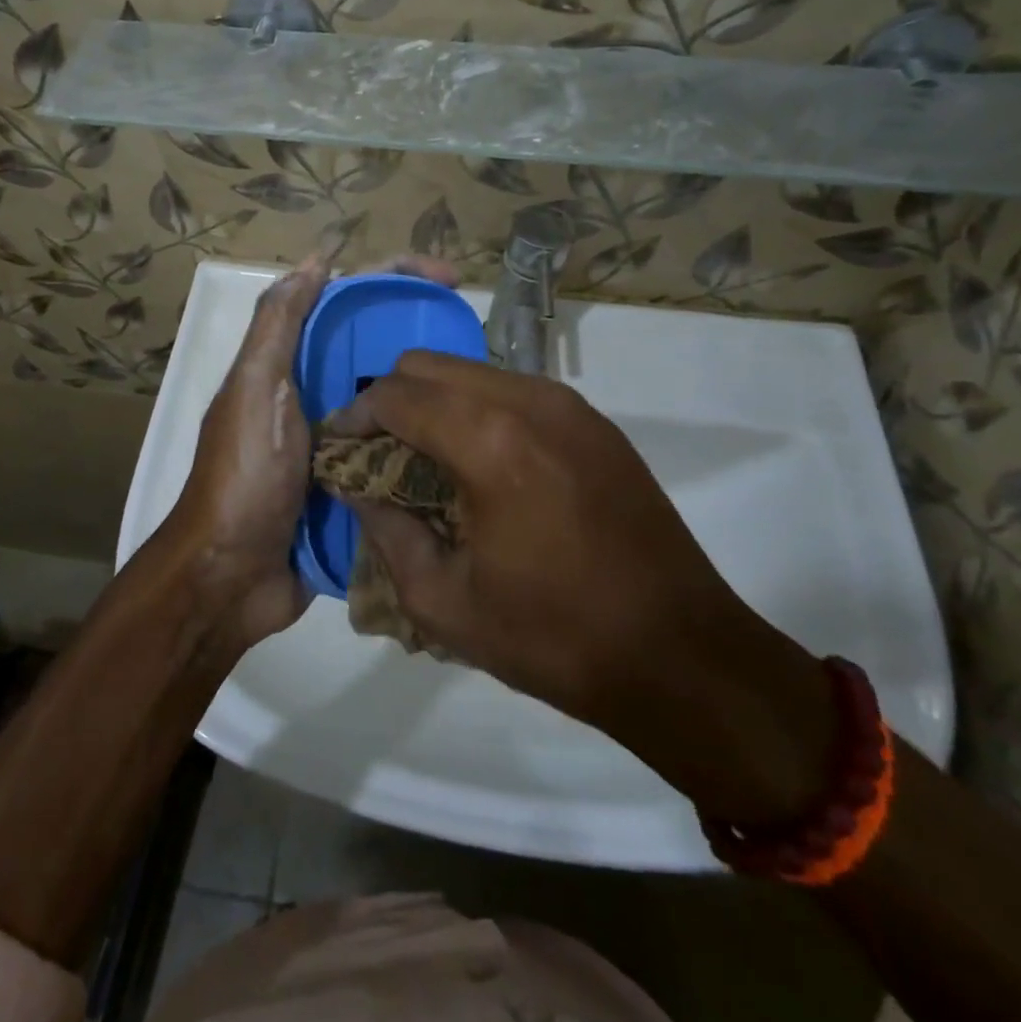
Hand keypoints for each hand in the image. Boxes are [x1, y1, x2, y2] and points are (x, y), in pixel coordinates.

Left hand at [167, 255, 460, 651]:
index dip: (395, 278)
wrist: (230, 577)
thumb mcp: (254, 390)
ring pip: (392, 399)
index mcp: (291, 365)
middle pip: (376, 347)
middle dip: (423, 330)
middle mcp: (315, 395)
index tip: (449, 276)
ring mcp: (337, 442)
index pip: (347, 302)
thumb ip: (278, 326)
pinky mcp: (355, 485)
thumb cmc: (244, 476)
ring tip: (486, 384)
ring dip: (430, 389)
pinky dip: (426, 442)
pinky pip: (396, 451)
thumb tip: (316, 261)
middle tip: (478, 334)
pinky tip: (466, 440)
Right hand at [324, 352, 836, 824]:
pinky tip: (481, 464)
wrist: (681, 655)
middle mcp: (528, 400)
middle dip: (390, 400)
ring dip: (436, 402)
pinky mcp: (594, 421)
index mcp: (488, 440)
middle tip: (378, 453)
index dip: (354, 418)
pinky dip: (478, 409)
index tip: (339, 450)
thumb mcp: (444, 602)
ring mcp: (568, 404)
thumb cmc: (554, 637)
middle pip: (429, 365)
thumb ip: (387, 531)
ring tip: (426, 459)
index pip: (394, 395)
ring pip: (472, 371)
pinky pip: (514, 390)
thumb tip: (357, 487)